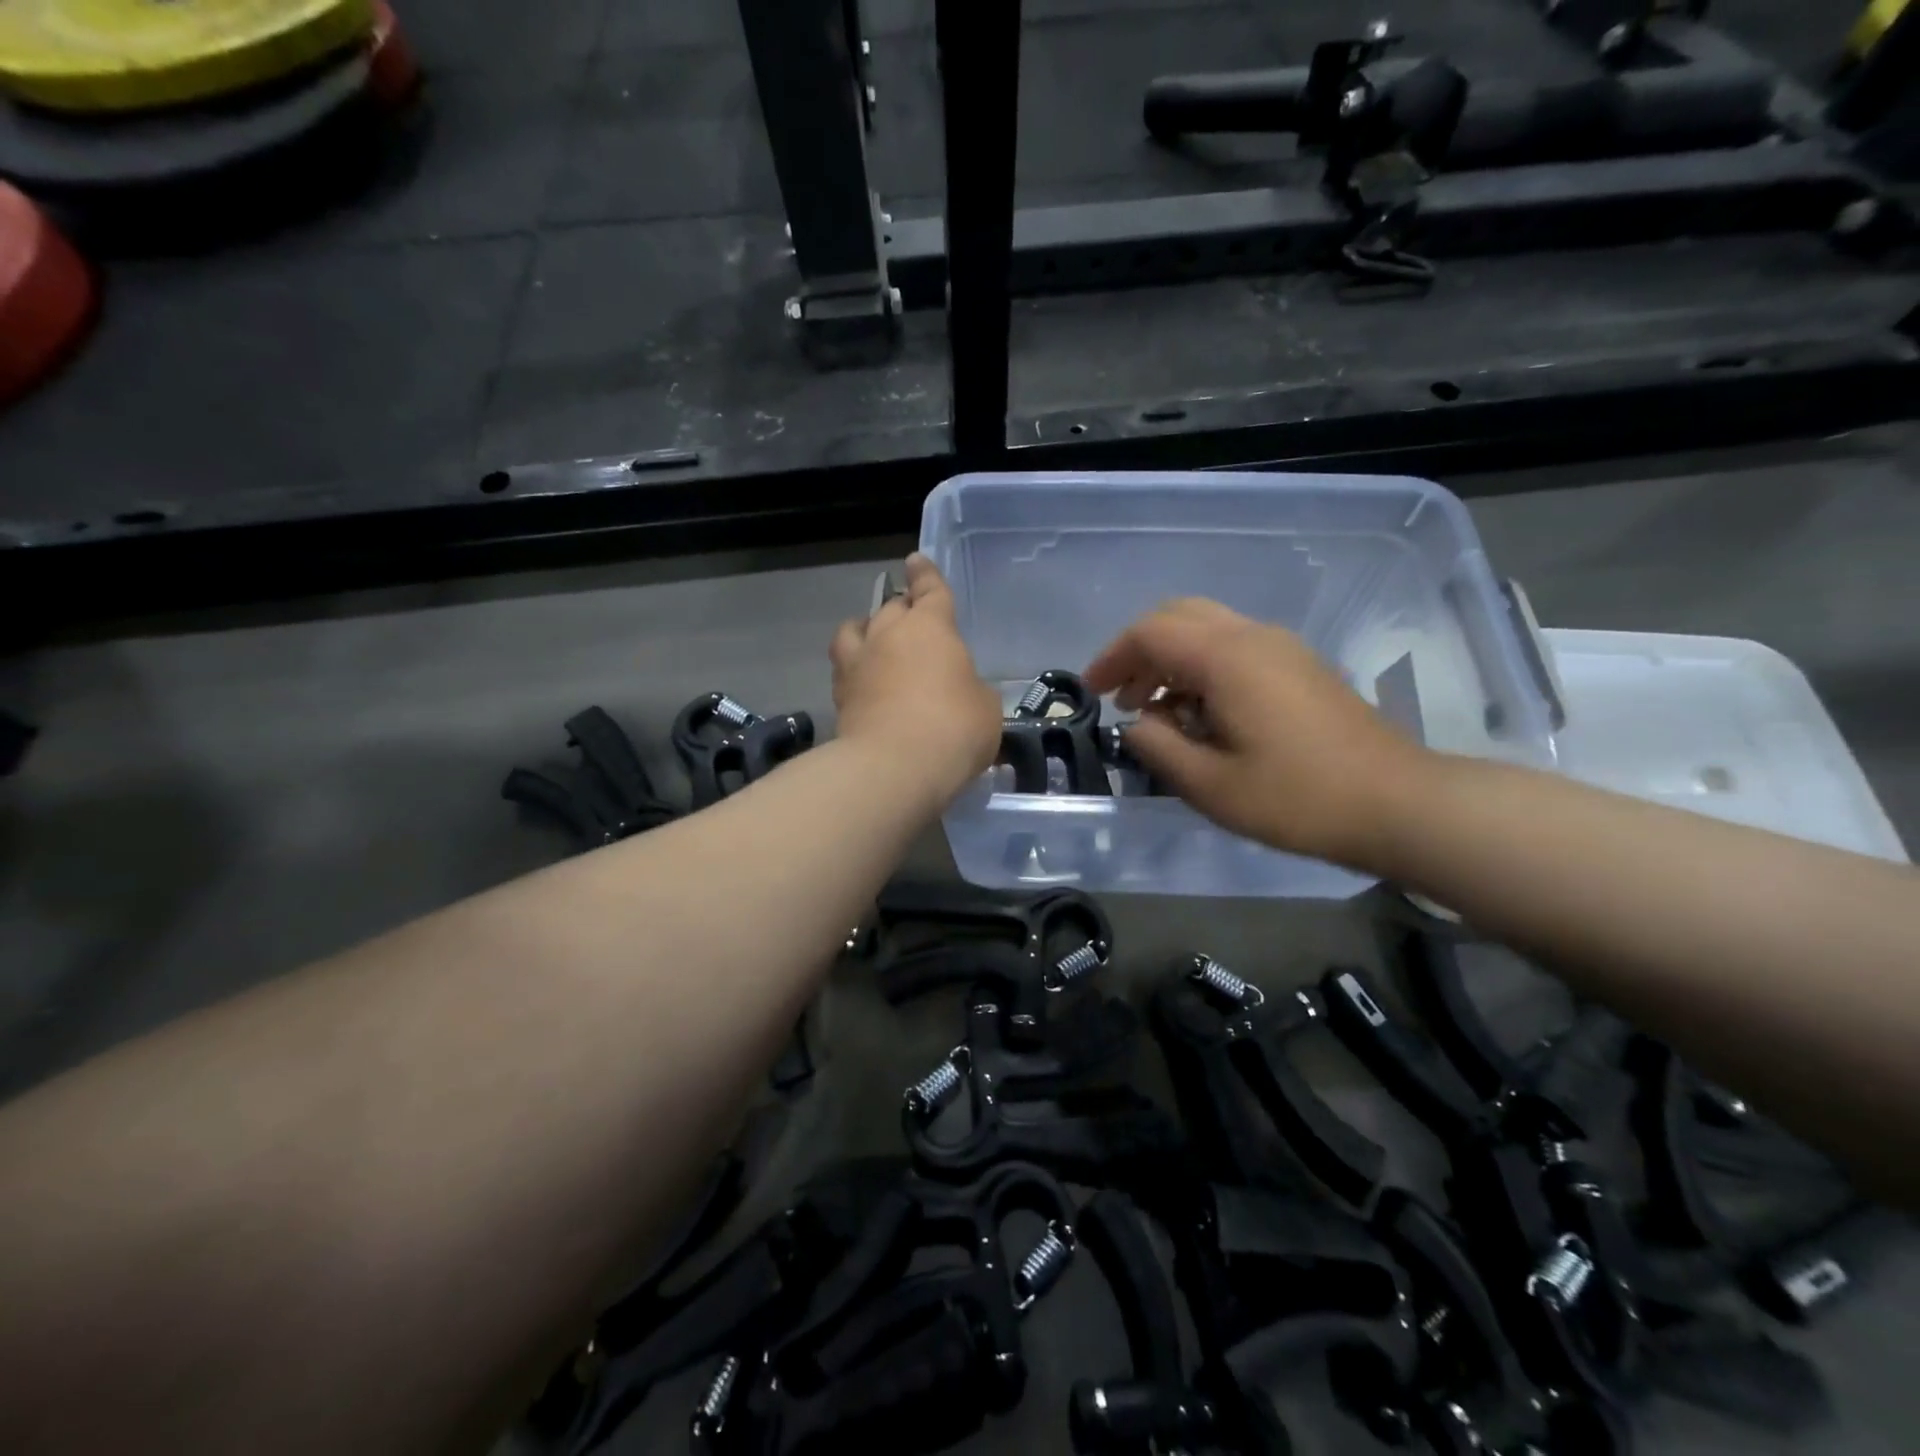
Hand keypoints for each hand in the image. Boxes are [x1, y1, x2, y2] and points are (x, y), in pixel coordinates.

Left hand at [830, 555, 1002, 809]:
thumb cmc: (954, 727)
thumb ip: (972, 689)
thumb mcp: (985, 707)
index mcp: (931, 627)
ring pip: (856, 629)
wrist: (895, 766)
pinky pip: (845, 668)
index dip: (926, 575)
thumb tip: (960, 692)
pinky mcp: (839, 695)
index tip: (916, 561)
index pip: (930, 589)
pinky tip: (864, 682)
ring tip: (873, 642)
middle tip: (911, 621)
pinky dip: (855, 668)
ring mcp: (858, 663)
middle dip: (902, 609)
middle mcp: (889, 634)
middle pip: (892, 608)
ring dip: (866, 630)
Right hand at [1084, 598, 1429, 868]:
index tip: (1093, 692)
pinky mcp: (1300, 666)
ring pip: (1208, 628)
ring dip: (1171, 658)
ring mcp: (1282, 648)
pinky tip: (1201, 713)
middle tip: (1122, 695)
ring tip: (1156, 710)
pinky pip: (1235, 646)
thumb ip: (1159, 748)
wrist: (1396, 803)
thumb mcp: (1210, 785)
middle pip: (1179, 615)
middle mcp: (1253, 637)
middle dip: (1140, 650)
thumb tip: (1136, 725)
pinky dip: (1202, 666)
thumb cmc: (1297, 798)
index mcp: (1227, 658)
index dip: (1113, 657)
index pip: (1151, 631)